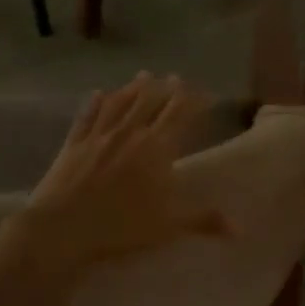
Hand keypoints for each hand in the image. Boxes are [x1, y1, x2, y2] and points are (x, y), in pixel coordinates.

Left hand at [0, 73, 229, 273]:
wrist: (64, 226)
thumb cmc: (121, 226)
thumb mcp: (169, 226)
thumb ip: (204, 220)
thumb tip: (240, 229)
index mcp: (157, 148)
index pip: (180, 116)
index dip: (194, 102)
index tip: (205, 94)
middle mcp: (130, 133)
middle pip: (151, 103)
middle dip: (166, 89)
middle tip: (174, 77)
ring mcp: (99, 135)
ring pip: (120, 103)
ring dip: (134, 88)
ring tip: (143, 76)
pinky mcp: (74, 144)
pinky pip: (88, 116)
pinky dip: (95, 103)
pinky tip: (98, 93)